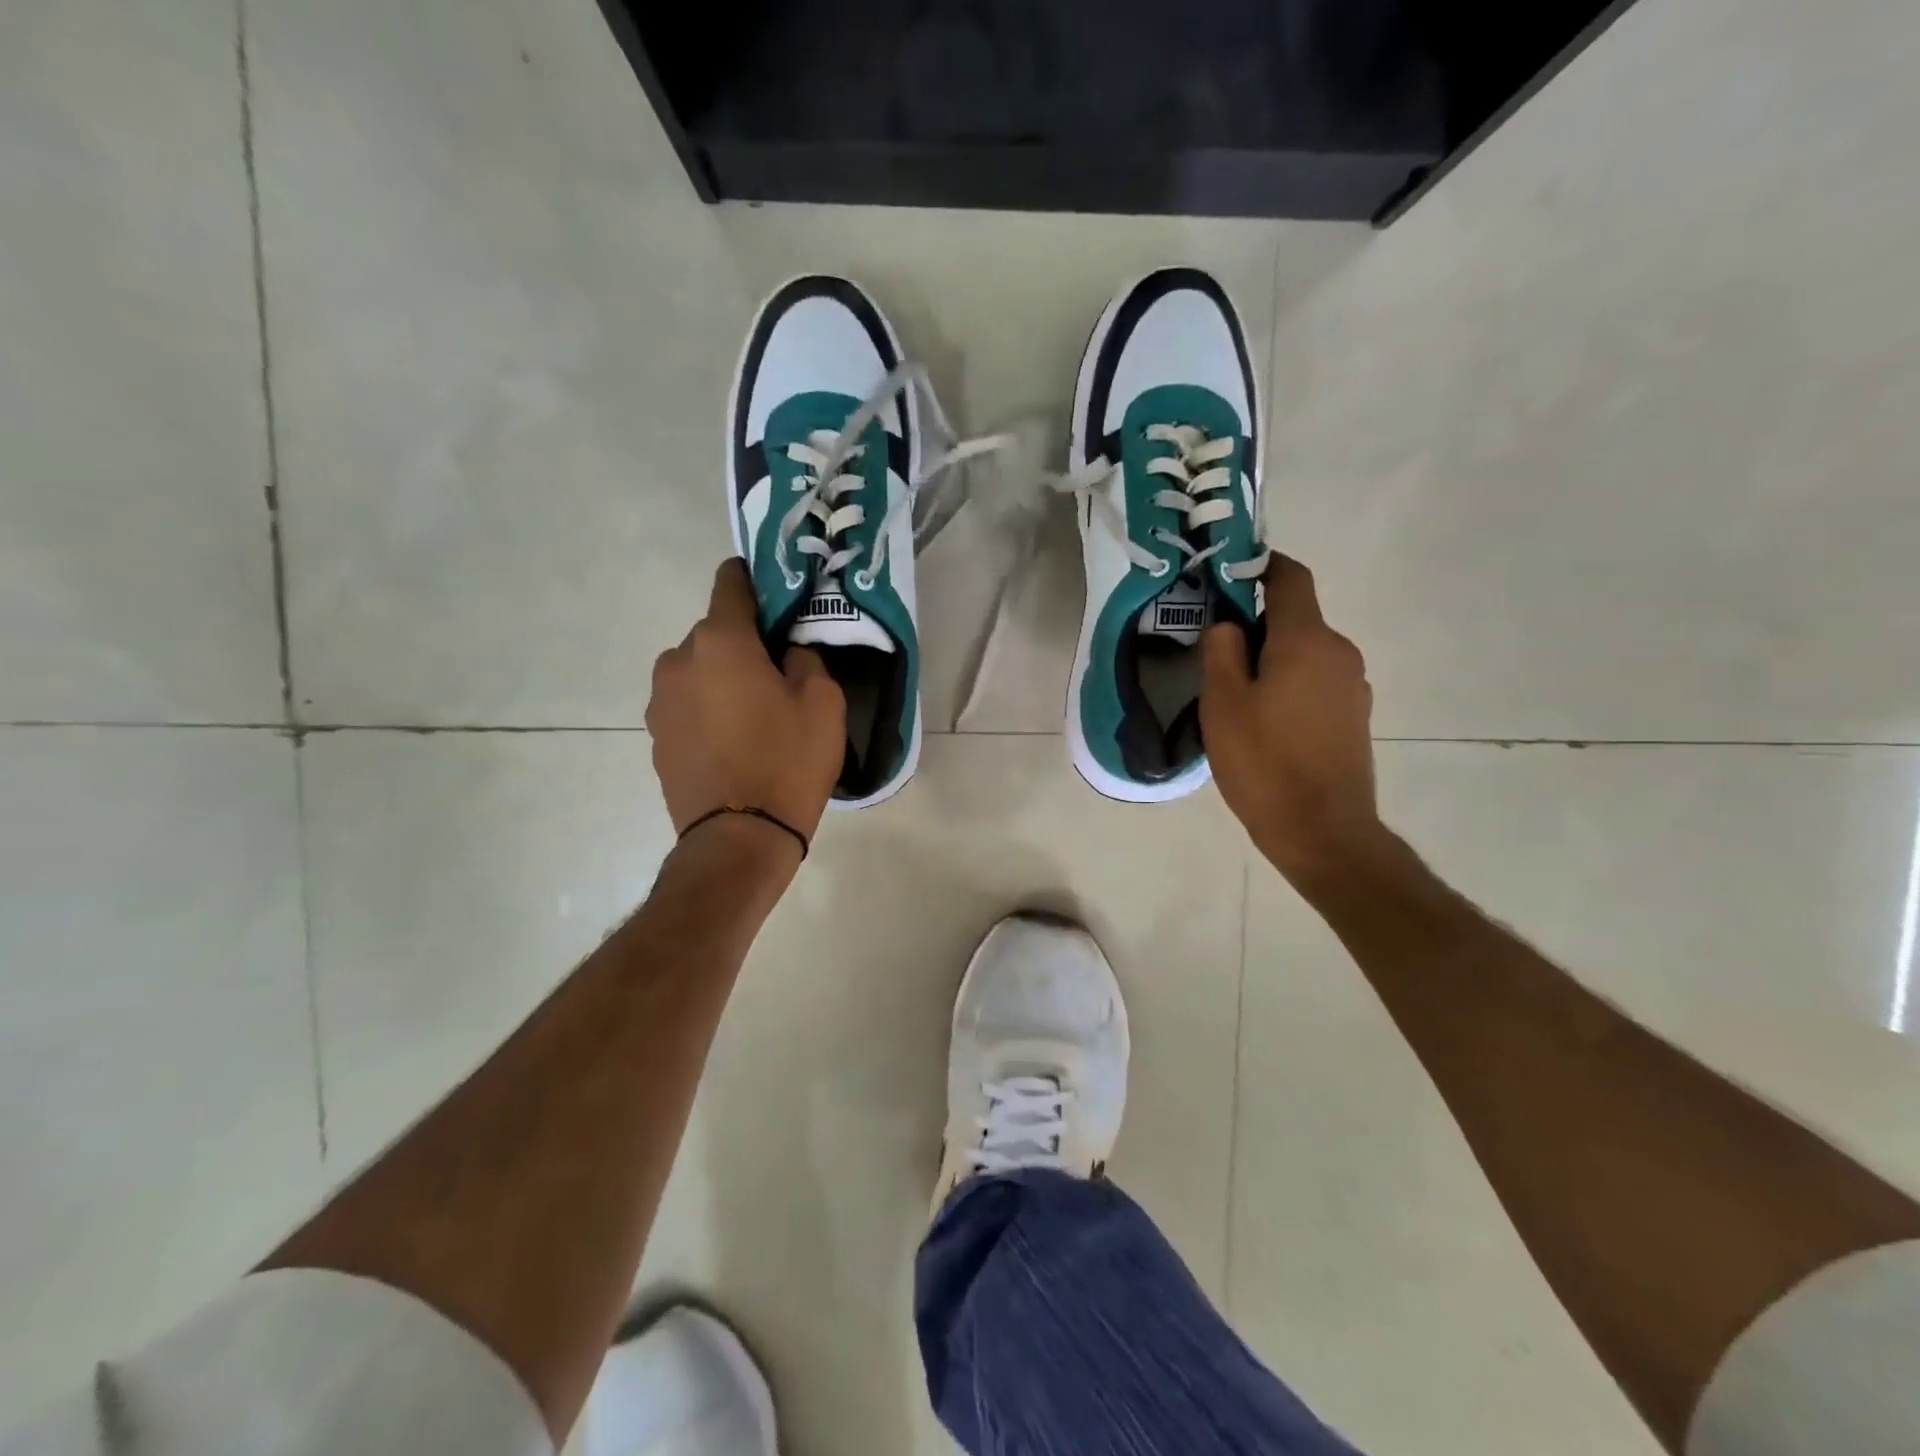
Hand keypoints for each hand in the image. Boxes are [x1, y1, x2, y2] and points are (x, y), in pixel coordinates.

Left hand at [647, 560, 845, 845]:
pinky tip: (734, 742)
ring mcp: (660, 700)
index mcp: (720, 640)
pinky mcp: (655, 736)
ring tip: (755, 716)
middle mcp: (678, 660)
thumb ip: (806, 658)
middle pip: (716, 633)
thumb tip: (787, 652)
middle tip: (779, 675)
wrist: (739, 839)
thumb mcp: (823, 702)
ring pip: (699, 671)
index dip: (757, 580)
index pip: (731, 581)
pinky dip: (708, 711)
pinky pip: (688, 705)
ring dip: (723, 679)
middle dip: (745, 644)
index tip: (779, 597)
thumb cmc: (787, 761)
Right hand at [1201, 554, 1384, 879]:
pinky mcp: (1354, 717)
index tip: (1229, 572)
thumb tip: (1230, 625)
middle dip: (1256, 625)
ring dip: (1271, 660)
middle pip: (1295, 619)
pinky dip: (1288, 685)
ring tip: (1234, 694)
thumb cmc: (1265, 763)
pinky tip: (1263, 722)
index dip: (1261, 565)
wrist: (1323, 831)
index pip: (1290, 578)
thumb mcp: (1223, 704)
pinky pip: (1315, 683)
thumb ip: (1222, 651)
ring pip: (1304, 654)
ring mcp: (1353, 686)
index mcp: (1307, 640)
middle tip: (1214, 652)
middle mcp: (1339, 652)